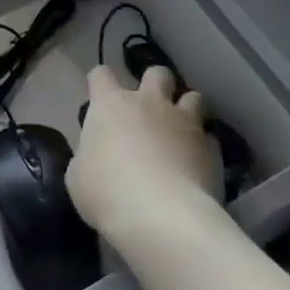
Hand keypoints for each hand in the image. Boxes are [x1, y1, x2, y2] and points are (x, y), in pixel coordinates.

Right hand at [68, 64, 221, 252]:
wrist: (162, 216)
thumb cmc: (108, 192)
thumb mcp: (78, 178)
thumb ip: (88, 158)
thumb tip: (95, 157)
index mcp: (111, 104)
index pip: (101, 75)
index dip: (99, 83)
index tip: (99, 96)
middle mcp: (149, 103)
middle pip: (156, 73)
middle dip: (155, 84)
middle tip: (150, 107)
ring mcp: (184, 122)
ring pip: (193, 97)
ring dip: (187, 110)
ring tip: (183, 132)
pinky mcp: (210, 147)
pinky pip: (210, 139)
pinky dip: (204, 148)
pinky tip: (199, 166)